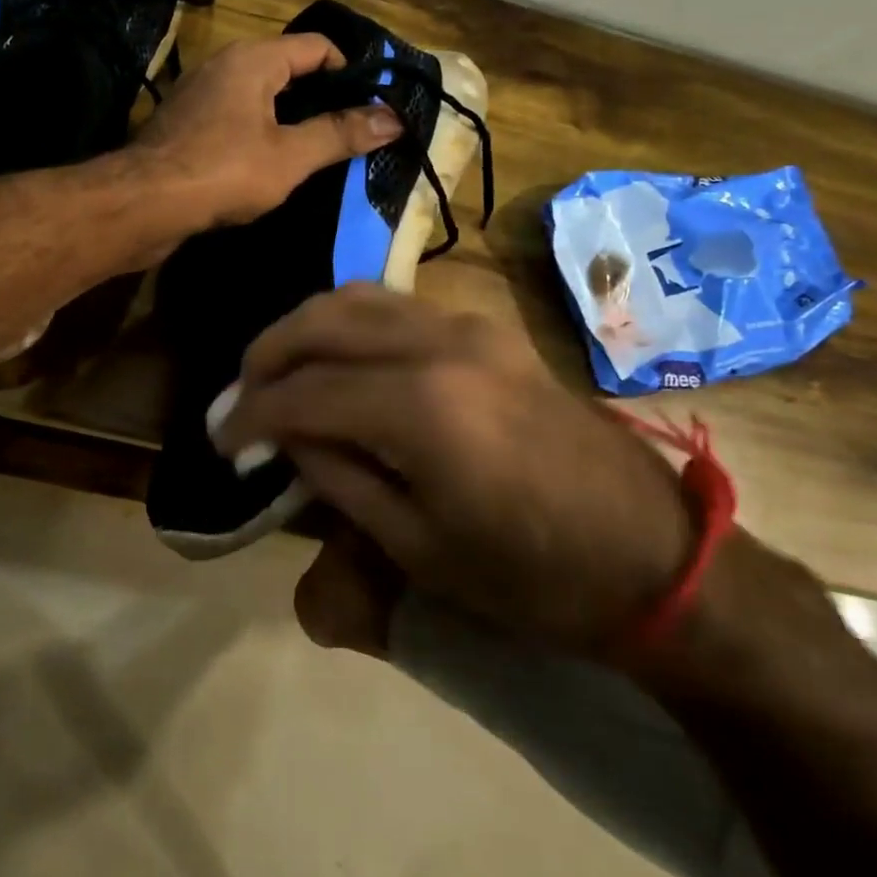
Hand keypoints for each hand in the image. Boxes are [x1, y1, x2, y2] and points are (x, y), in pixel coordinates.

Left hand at [131, 34, 402, 228]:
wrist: (141, 204)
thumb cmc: (221, 172)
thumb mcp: (290, 156)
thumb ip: (340, 134)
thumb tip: (394, 119)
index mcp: (253, 58)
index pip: (317, 46)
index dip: (351, 72)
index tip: (372, 107)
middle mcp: (224, 65)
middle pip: (288, 69)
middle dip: (321, 99)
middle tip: (351, 134)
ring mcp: (199, 95)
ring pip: (260, 97)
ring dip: (290, 121)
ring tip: (318, 154)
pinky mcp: (185, 126)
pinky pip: (235, 120)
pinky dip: (259, 135)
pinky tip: (271, 168)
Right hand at [217, 284, 695, 654]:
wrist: (656, 558)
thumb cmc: (532, 578)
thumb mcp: (417, 547)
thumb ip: (338, 476)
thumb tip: (284, 435)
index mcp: (423, 407)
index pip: (305, 393)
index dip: (251, 414)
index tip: (220, 438)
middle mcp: (441, 344)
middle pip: (323, 322)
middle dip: (267, 355)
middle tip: (238, 398)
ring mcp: (469, 327)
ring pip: (358, 298)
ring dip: (305, 330)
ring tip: (276, 372)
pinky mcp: (488, 330)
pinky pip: (396, 307)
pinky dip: (349, 323)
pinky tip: (336, 359)